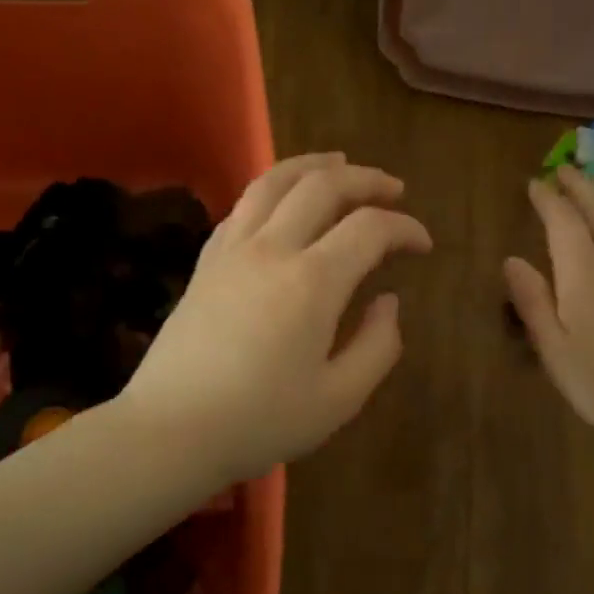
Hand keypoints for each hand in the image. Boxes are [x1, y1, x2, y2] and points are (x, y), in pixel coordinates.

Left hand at [121, 152, 432, 482]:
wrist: (171, 430)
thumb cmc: (260, 421)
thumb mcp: (338, 399)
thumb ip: (377, 346)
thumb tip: (388, 302)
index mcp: (313, 281)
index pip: (369, 228)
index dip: (405, 228)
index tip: (423, 245)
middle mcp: (272, 249)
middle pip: (322, 186)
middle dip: (365, 179)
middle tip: (393, 189)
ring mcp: (231, 251)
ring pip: (273, 182)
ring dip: (312, 165)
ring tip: (337, 163)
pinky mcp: (205, 264)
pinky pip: (241, 208)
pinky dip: (270, 192)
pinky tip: (280, 203)